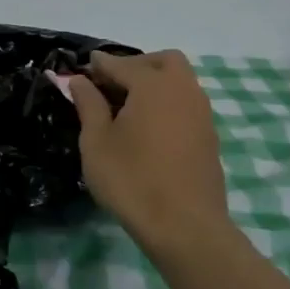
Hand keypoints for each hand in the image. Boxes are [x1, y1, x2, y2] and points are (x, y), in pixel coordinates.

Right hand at [72, 51, 230, 253]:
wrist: (185, 227)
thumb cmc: (132, 181)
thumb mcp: (97, 142)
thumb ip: (88, 104)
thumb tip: (80, 80)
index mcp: (153, 85)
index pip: (120, 64)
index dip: (98, 65)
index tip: (80, 71)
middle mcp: (183, 90)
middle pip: (163, 61)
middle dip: (136, 65)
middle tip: (111, 86)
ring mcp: (202, 113)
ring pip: (180, 81)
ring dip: (155, 84)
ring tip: (127, 109)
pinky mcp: (209, 136)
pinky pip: (187, 104)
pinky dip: (167, 104)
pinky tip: (148, 129)